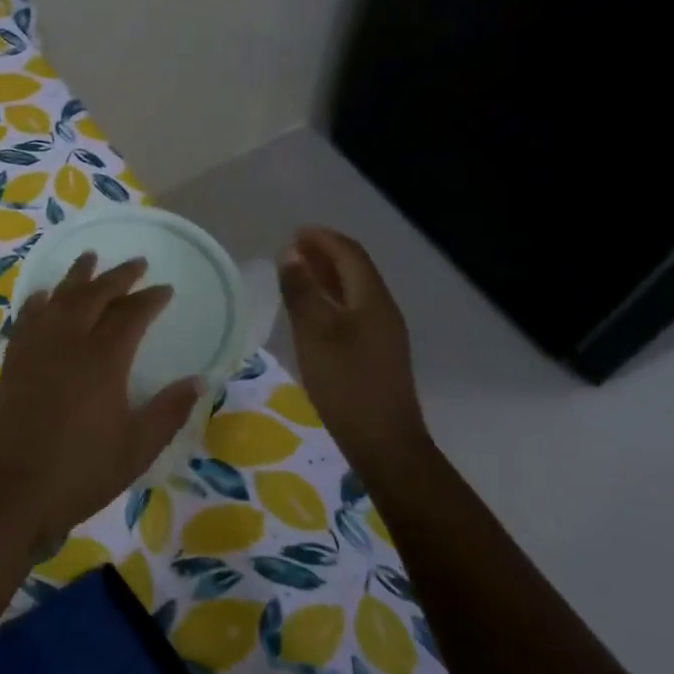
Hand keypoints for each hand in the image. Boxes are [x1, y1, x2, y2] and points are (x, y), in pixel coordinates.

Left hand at [0, 254, 201, 551]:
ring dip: (77, 276)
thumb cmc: (79, 473)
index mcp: (103, 360)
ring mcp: (35, 350)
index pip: (131, 315)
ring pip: (58, 299)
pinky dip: (39, 301)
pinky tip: (43, 296)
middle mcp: (67, 342)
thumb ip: (168, 412)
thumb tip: (199, 381)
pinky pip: (28, 318)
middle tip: (136, 263)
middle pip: (94, 295)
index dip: (150, 299)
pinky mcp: (12, 363)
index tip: (165, 289)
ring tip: (89, 258)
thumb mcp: (136, 449)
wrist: (9, 491)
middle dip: (118, 276)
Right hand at [278, 227, 430, 470]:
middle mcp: (382, 310)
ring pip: (353, 292)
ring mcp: (382, 334)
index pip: (350, 254)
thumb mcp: (315, 333)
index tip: (293, 232)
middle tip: (290, 249)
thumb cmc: (345, 382)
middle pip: (355, 270)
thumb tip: (291, 254)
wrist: (383, 441)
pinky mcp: (375, 354)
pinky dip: (330, 300)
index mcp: (371, 299)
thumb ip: (302, 291)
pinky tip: (311, 313)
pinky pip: (352, 312)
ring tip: (296, 274)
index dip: (322, 239)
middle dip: (324, 254)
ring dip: (326, 277)